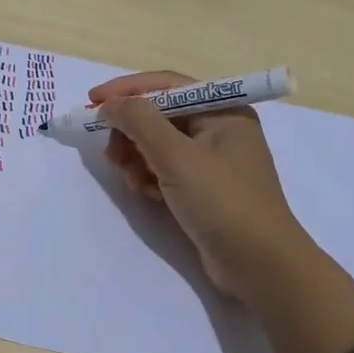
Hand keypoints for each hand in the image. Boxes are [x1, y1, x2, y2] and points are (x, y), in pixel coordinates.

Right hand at [94, 70, 304, 301]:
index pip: (167, 86)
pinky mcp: (204, 188)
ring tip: (130, 178)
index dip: (127, 90)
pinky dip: (150, 176)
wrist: (260, 266)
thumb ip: (139, 122)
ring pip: (159, 144)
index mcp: (223, 111)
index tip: (92, 101)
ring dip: (137, 157)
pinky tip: (147, 193)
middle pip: (160, 115)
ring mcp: (213, 160)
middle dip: (131, 131)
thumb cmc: (222, 201)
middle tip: (110, 153)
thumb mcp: (176, 156)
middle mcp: (220, 129)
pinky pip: (166, 169)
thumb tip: (110, 104)